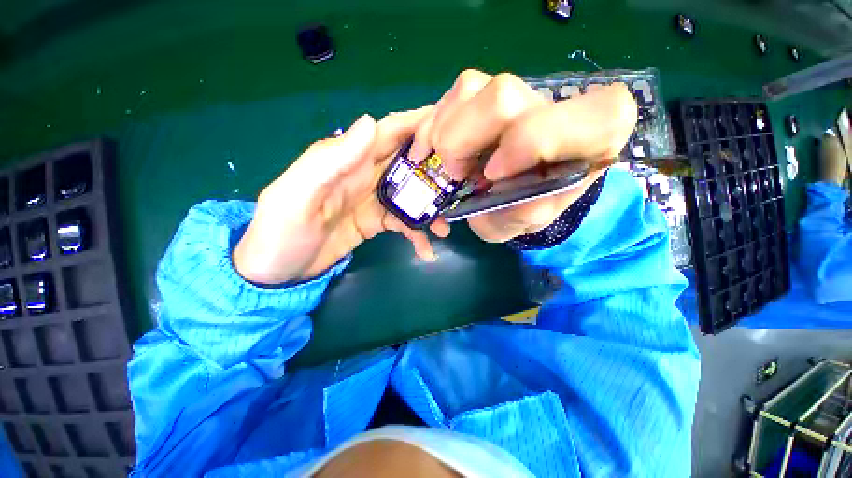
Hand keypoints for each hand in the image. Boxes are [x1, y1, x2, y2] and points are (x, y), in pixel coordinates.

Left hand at [233, 108, 449, 284]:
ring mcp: (372, 201)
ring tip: (444, 227)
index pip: (387, 133)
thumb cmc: (280, 233)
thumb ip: (329, 160)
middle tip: (460, 181)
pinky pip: (402, 223)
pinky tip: (426, 250)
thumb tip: (369, 123)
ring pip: (410, 194)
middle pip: (406, 162)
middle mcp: (364, 175)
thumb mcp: (296, 195)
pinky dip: (416, 234)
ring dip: (429, 208)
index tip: (450, 125)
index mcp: (346, 161)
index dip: (417, 124)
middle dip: (433, 168)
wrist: (276, 273)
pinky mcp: (375, 223)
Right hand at [409, 70, 637, 242]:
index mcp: (589, 142)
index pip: (590, 116)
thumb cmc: (520, 210)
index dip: (529, 142)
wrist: (507, 195)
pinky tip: (432, 147)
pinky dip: (435, 122)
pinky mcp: (490, 90)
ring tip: (445, 164)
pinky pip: (456, 91)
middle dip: (462, 141)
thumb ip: (519, 213)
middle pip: (504, 96)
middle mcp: (555, 108)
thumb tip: (502, 186)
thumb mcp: (519, 224)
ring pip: (473, 88)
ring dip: (444, 133)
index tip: (491, 175)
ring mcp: (519, 93)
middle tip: (455, 173)